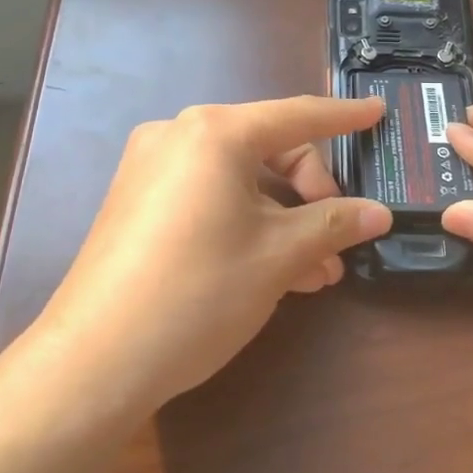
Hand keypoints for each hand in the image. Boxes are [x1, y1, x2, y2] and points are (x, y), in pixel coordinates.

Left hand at [32, 95, 391, 416]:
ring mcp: (152, 168)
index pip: (296, 116)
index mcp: (215, 132)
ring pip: (240, 179)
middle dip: (311, 194)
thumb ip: (333, 224)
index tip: (378, 112)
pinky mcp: (138, 202)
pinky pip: (210, 196)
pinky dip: (246, 222)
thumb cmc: (198, 292)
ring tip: (316, 271)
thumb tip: (378, 213)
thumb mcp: (278, 256)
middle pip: (268, 149)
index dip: (344, 117)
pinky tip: (274, 269)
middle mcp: (179, 135)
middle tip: (337, 244)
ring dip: (283, 218)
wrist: (94, 361)